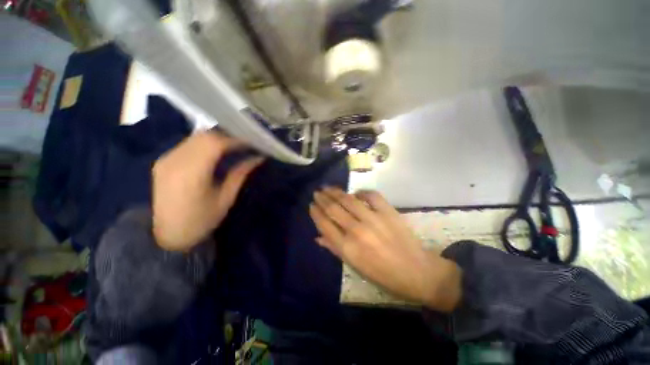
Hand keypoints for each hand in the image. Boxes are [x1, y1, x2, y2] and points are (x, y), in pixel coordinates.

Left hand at [152, 132, 262, 250]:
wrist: (167, 236)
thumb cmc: (201, 221)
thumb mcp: (226, 198)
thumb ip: (240, 174)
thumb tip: (258, 158)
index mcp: (191, 174)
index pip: (215, 144)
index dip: (236, 140)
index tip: (252, 142)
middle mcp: (175, 161)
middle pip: (204, 136)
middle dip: (228, 136)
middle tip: (245, 143)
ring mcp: (166, 159)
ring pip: (196, 137)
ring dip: (217, 138)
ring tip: (234, 146)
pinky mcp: (163, 161)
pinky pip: (188, 144)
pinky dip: (205, 143)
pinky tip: (216, 151)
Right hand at [309, 187, 460, 311]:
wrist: (417, 272)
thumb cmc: (383, 275)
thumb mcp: (355, 268)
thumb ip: (335, 249)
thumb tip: (318, 237)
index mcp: (347, 248)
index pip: (325, 224)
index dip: (316, 213)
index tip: (311, 205)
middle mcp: (357, 230)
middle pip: (333, 209)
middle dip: (322, 198)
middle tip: (317, 192)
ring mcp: (373, 219)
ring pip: (348, 199)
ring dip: (336, 192)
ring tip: (328, 187)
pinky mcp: (388, 212)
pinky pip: (371, 195)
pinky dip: (362, 192)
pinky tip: (356, 193)